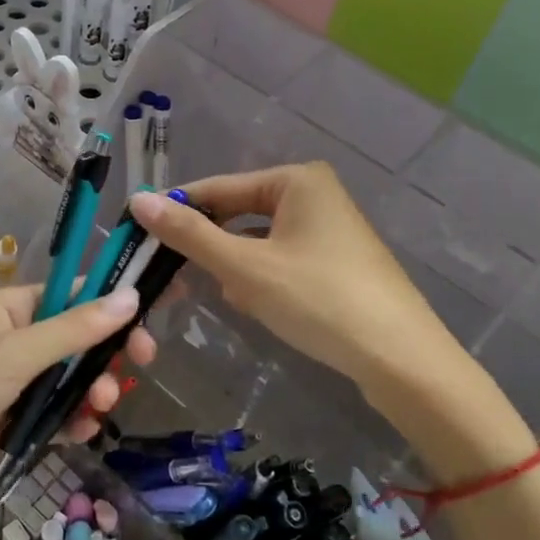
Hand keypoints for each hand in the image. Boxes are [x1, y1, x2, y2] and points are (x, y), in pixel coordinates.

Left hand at [0, 285, 154, 533]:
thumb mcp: (12, 356)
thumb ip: (73, 329)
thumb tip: (132, 295)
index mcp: (8, 309)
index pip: (72, 295)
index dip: (112, 305)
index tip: (149, 324)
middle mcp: (10, 341)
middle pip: (75, 339)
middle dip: (104, 355)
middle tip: (137, 369)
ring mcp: (6, 385)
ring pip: (66, 381)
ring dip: (89, 391)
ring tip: (99, 411)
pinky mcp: (2, 425)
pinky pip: (48, 415)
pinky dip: (68, 422)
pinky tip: (82, 434)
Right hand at [129, 164, 458, 399]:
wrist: (401, 359)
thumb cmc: (318, 299)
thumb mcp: (245, 266)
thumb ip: (190, 233)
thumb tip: (138, 200)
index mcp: (296, 180)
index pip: (218, 188)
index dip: (177, 213)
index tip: (138, 236)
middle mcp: (314, 194)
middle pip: (238, 215)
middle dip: (212, 249)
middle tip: (176, 279)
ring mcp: (329, 230)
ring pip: (257, 242)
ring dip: (237, 269)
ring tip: (234, 299)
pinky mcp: (336, 263)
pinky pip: (281, 260)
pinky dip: (262, 281)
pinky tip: (259, 307)